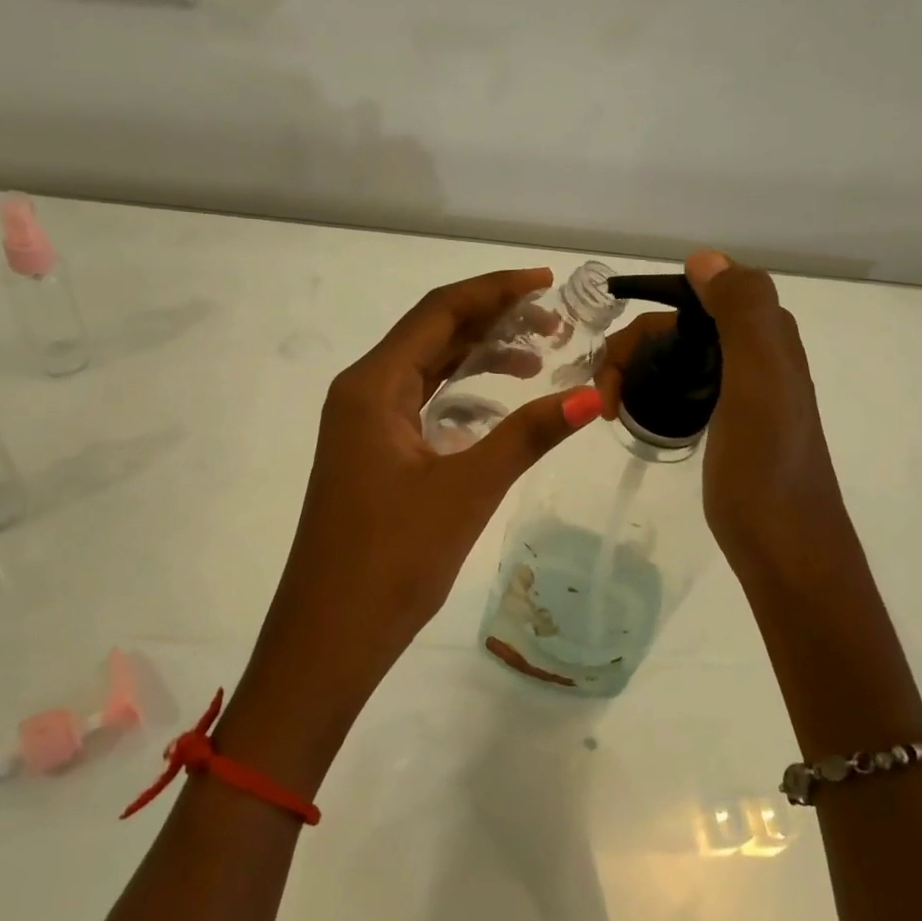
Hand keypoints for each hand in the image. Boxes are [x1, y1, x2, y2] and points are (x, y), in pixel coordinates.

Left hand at [237, 269, 602, 757]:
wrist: (327, 637)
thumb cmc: (391, 560)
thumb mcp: (466, 490)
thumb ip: (527, 435)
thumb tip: (594, 395)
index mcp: (373, 385)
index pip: (439, 312)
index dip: (495, 290)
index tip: (547, 282)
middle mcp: (361, 393)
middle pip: (432, 335)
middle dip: (493, 321)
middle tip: (556, 325)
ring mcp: (361, 426)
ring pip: (427, 371)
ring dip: (478, 358)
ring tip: (540, 359)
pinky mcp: (370, 456)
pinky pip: (420, 405)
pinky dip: (460, 396)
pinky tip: (496, 406)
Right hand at [598, 251, 843, 592]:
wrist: (784, 547)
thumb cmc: (766, 465)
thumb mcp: (759, 380)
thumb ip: (741, 312)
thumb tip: (702, 258)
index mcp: (765, 336)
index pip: (692, 298)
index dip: (647, 318)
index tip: (615, 365)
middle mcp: (754, 354)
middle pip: (676, 329)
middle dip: (631, 352)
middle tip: (604, 400)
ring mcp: (740, 389)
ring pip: (673, 356)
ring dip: (633, 372)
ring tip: (609, 410)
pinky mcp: (726, 421)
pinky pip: (679, 385)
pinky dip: (649, 390)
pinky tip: (634, 414)